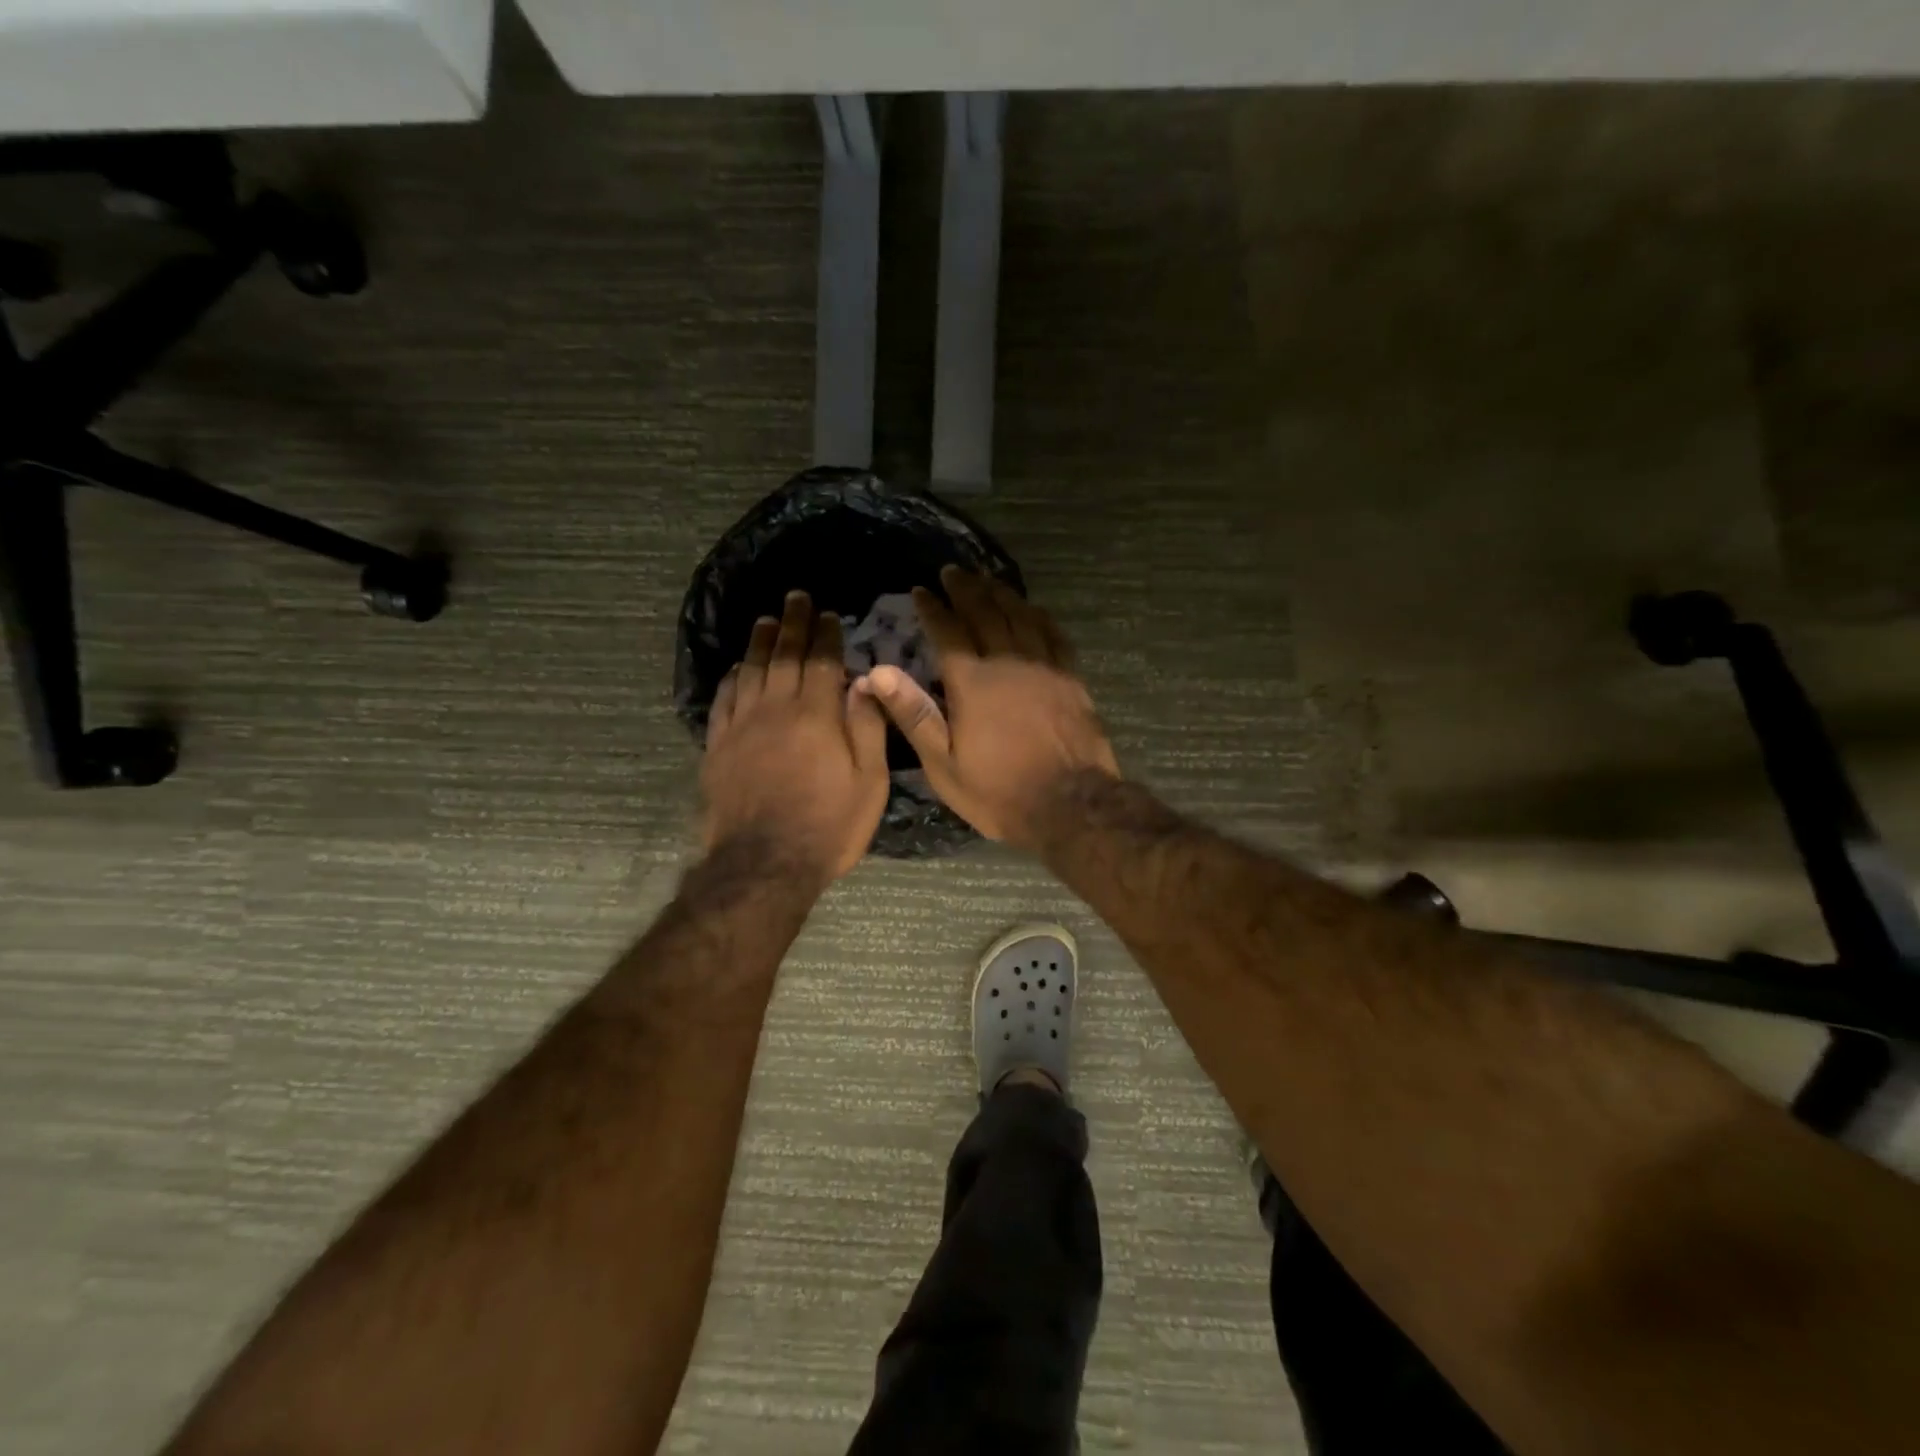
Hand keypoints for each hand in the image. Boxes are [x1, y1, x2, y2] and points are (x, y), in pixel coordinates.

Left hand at [702, 590, 890, 882]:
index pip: (822, 661)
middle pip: (783, 655)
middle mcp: (775, 709)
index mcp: (816, 715)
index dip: (826, 635)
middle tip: (795, 598)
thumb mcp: (869, 782)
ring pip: (750, 670)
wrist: (764, 864)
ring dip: (760, 642)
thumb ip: (867, 726)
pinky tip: (737, 667)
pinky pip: (724, 699)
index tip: (828, 615)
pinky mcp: (718, 746)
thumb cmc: (829, 825)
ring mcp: (741, 726)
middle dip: (792, 624)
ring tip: (766, 620)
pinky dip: (732, 677)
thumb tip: (866, 680)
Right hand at [856, 566, 1118, 848]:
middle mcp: (1008, 663)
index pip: (947, 632)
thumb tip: (878, 671)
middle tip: (952, 572)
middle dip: (965, 590)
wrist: (1070, 805)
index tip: (922, 590)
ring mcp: (1044, 667)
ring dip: (1000, 594)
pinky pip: (1053, 635)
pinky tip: (1032, 609)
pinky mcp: (1071, 679)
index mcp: (972, 683)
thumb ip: (914, 714)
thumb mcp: (944, 764)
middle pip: (984, 614)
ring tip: (987, 579)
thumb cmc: (999, 791)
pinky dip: (1039, 616)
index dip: (933, 609)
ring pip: (1020, 617)